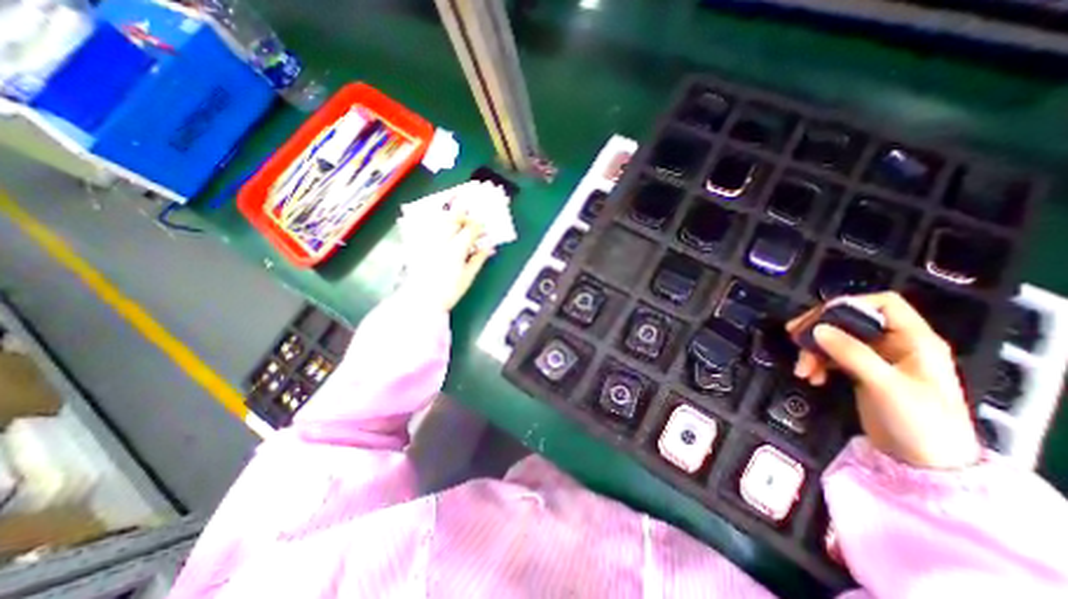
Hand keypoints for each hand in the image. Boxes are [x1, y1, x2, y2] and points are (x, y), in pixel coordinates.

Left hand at [402, 215, 492, 309]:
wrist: (421, 300)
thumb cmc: (448, 292)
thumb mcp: (468, 277)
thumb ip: (479, 259)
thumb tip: (489, 247)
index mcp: (456, 250)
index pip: (470, 230)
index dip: (479, 226)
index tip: (483, 227)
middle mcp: (441, 241)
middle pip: (453, 219)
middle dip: (464, 216)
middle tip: (470, 221)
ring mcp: (427, 241)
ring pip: (439, 219)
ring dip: (450, 217)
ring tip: (456, 221)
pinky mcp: (416, 244)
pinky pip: (425, 226)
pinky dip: (434, 222)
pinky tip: (439, 226)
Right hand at [788, 293, 978, 468]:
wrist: (925, 464)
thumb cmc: (919, 423)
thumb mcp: (885, 386)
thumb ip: (852, 354)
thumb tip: (817, 329)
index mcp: (915, 341)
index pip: (883, 304)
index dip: (850, 305)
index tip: (819, 319)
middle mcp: (895, 344)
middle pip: (850, 321)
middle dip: (820, 330)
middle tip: (794, 338)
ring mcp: (877, 359)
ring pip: (836, 339)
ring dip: (814, 350)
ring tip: (803, 370)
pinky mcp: (862, 372)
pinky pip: (833, 356)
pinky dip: (818, 363)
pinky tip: (812, 376)